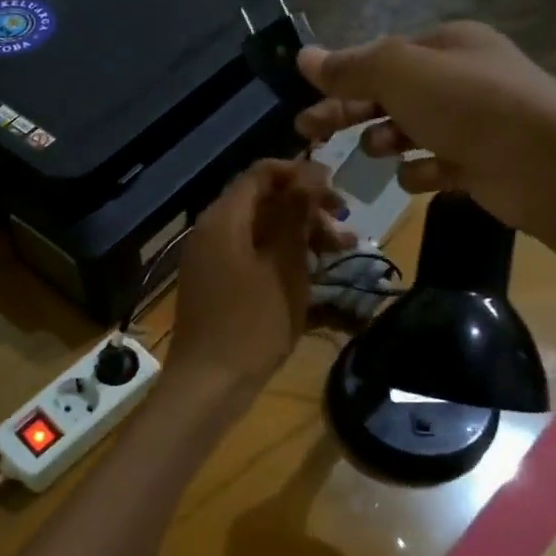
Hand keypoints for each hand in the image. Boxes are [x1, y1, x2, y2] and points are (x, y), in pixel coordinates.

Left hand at [166, 159, 350, 401]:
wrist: (210, 383)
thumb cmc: (252, 323)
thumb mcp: (283, 266)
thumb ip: (295, 215)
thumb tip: (310, 173)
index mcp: (223, 218)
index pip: (261, 174)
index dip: (301, 175)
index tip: (337, 193)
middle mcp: (212, 230)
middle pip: (263, 201)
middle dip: (307, 209)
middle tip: (345, 230)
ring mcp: (212, 258)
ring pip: (261, 230)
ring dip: (300, 234)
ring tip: (340, 252)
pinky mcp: (218, 283)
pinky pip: (252, 254)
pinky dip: (282, 256)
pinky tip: (313, 272)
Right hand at [294, 21, 555, 244]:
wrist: (547, 166)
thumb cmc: (469, 107)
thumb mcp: (400, 74)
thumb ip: (351, 67)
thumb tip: (303, 56)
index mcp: (446, 45)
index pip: (381, 58)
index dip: (341, 79)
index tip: (305, 105)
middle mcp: (460, 78)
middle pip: (389, 95)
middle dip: (350, 112)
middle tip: (309, 134)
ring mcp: (473, 123)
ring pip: (410, 131)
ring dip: (387, 140)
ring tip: (380, 149)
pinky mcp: (480, 164)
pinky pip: (436, 165)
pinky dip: (423, 172)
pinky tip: (420, 177)